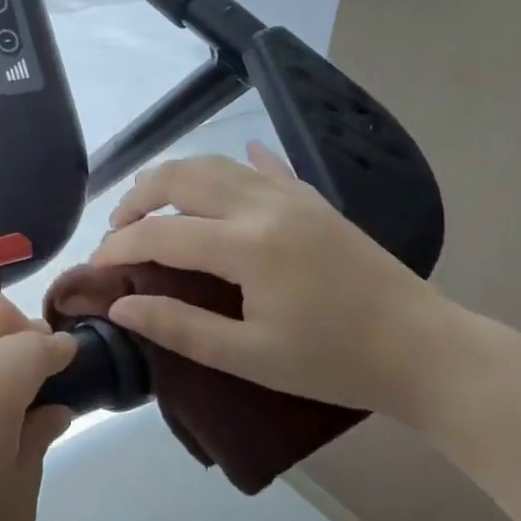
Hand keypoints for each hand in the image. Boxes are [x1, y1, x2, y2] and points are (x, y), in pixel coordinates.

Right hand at [89, 141, 461, 419]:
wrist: (424, 350)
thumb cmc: (334, 362)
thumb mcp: (251, 357)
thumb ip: (180, 328)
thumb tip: (121, 307)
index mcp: (246, 245)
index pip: (161, 233)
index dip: (120, 246)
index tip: (95, 265)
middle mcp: (262, 205)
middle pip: (182, 178)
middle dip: (139, 197)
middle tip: (118, 228)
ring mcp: (291, 196)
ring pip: (216, 164)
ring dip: (176, 177)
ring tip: (153, 203)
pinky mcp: (313, 200)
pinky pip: (266, 166)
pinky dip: (238, 162)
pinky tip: (235, 158)